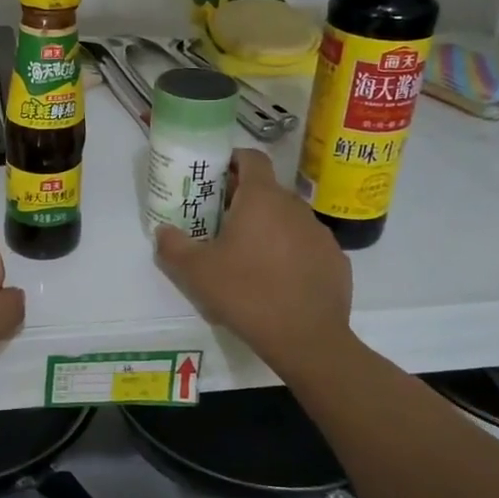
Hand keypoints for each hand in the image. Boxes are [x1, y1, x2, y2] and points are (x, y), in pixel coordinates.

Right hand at [154, 149, 353, 376]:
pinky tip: (279, 280)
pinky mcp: (336, 259)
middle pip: (267, 190)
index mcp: (261, 199)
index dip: (233, 160)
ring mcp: (320, 233)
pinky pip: (307, 246)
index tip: (216, 176)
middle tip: (221, 223)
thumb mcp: (196, 273)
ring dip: (269, 227)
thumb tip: (162, 231)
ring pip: (288, 218)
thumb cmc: (246, 294)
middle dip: (245, 200)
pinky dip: (291, 253)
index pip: (251, 158)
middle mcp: (294, 206)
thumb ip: (172, 246)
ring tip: (250, 256)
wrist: (307, 339)